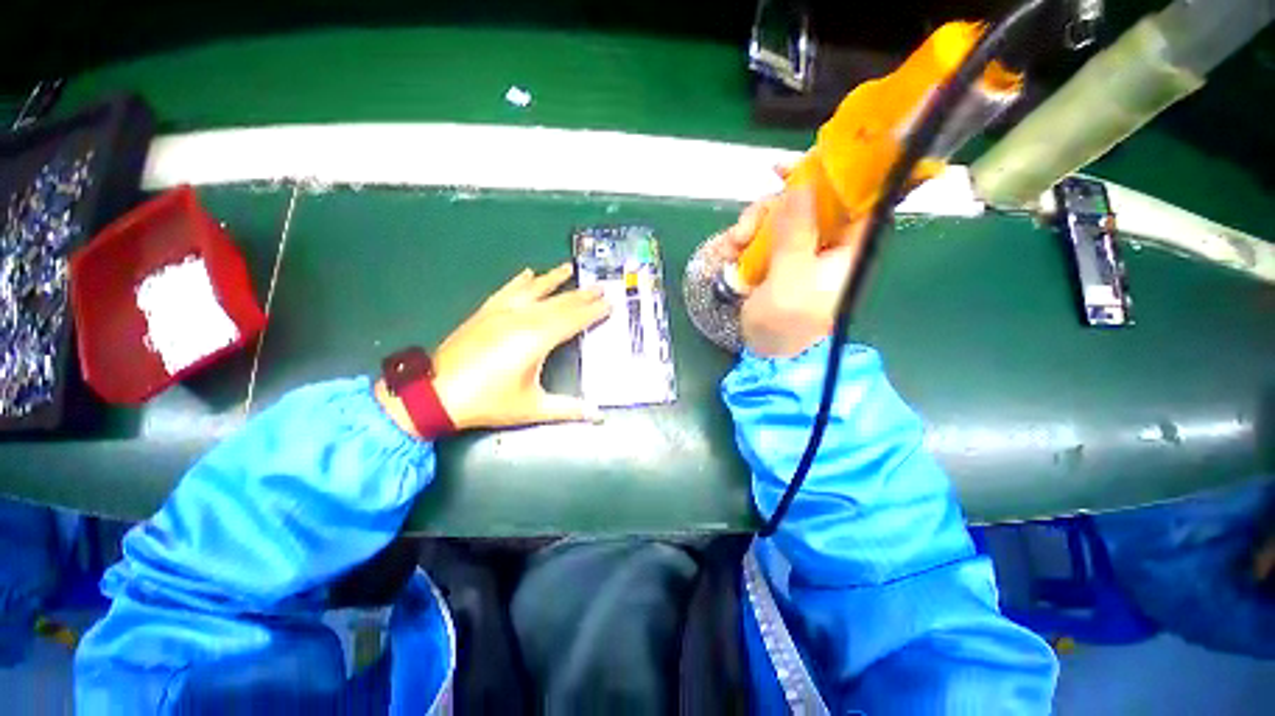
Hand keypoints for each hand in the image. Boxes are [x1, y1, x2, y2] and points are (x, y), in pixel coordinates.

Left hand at [378, 263, 609, 433]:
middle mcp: (522, 319)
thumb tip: (597, 416)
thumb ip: (568, 409)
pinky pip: (507, 291)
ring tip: (569, 268)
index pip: (573, 320)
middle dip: (581, 295)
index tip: (609, 303)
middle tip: (600, 286)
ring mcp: (501, 313)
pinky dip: (519, 281)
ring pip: (534, 291)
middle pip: (558, 303)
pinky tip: (528, 273)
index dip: (592, 312)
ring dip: (554, 279)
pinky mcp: (485, 313)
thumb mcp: (532, 408)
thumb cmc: (488, 401)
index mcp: (537, 339)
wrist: (435, 394)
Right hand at [718, 187, 864, 357]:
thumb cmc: (784, 322)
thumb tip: (802, 185)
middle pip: (818, 199)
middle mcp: (828, 245)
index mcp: (848, 251)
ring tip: (738, 241)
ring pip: (787, 211)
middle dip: (790, 193)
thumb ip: (797, 234)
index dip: (848, 172)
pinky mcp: (779, 255)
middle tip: (771, 179)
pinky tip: (734, 248)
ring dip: (760, 218)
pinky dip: (750, 233)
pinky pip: (767, 230)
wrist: (762, 347)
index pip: (864, 200)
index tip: (821, 154)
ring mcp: (800, 249)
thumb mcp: (790, 280)